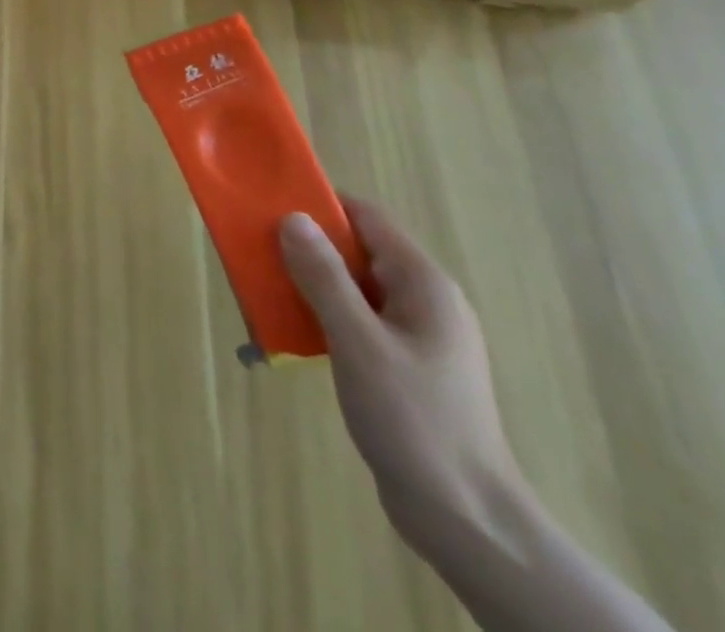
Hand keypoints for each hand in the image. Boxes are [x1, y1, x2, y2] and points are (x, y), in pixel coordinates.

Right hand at [279, 199, 524, 544]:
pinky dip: (325, 317)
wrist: (466, 520)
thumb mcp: (357, 341)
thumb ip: (323, 276)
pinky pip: (358, 320)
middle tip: (257, 251)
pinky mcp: (406, 365)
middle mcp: (425, 300)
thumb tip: (292, 218)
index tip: (269, 205)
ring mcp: (417, 335)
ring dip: (311, 284)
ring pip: (354, 288)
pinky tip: (295, 334)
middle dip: (307, 247)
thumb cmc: (413, 419)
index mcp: (423, 284)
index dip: (319, 205)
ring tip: (266, 292)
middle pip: (357, 251)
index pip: (366, 218)